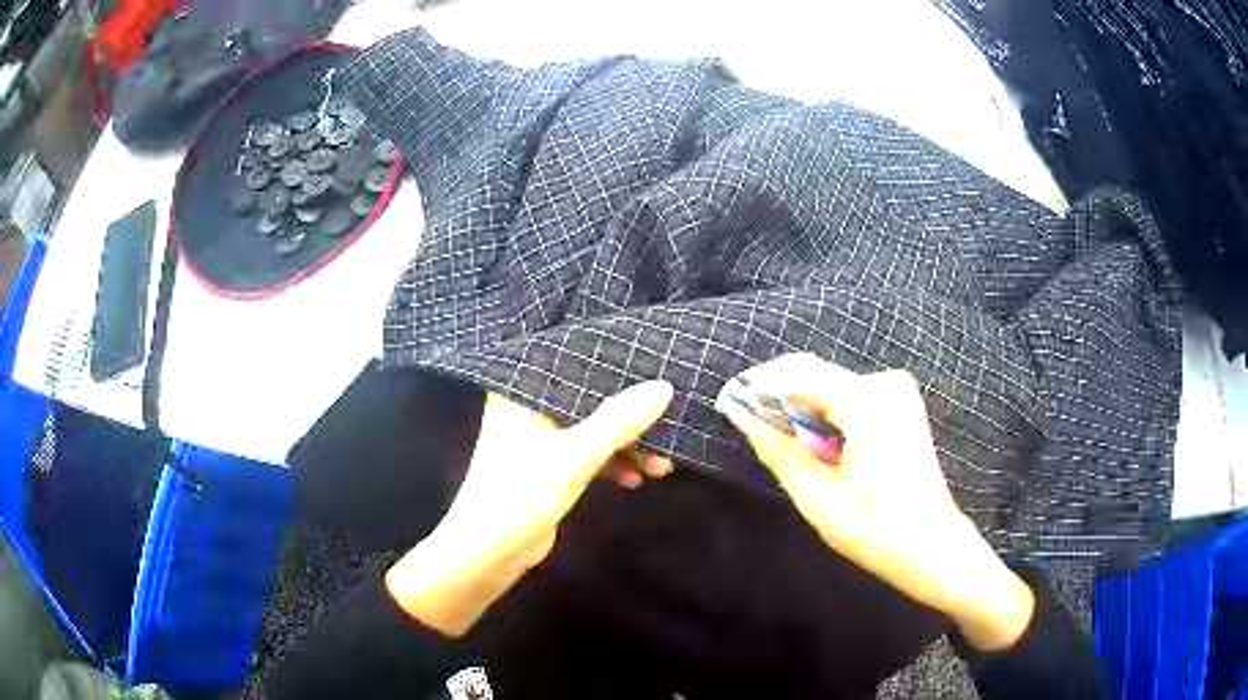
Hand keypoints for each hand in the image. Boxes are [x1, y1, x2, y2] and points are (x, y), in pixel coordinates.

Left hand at [386, 381, 674, 636]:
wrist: (491, 551)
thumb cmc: (523, 493)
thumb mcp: (576, 456)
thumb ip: (619, 421)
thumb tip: (664, 386)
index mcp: (523, 392)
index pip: (573, 363)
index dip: (612, 365)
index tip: (652, 362)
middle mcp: (530, 408)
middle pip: (588, 399)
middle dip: (629, 414)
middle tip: (668, 416)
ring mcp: (540, 438)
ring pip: (593, 429)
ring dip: (626, 444)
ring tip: (663, 460)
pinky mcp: (550, 466)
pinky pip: (588, 454)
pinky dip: (612, 463)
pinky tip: (637, 478)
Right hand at [714, 354, 1033, 650]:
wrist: (933, 546)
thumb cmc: (876, 532)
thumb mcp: (818, 498)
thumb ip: (777, 450)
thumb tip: (740, 414)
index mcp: (868, 403)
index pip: (796, 374)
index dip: (759, 390)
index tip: (729, 408)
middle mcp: (885, 383)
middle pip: (813, 376)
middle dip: (780, 403)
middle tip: (757, 438)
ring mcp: (897, 390)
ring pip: (828, 386)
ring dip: (802, 414)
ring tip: (792, 454)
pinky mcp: (900, 401)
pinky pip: (848, 396)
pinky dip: (826, 417)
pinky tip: (823, 450)